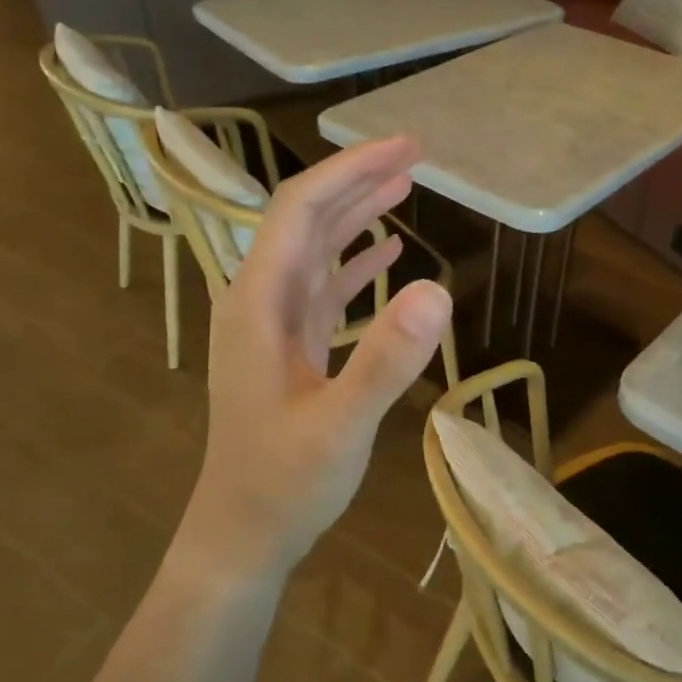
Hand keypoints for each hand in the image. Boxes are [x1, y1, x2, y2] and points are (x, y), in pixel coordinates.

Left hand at [177, 136, 452, 584]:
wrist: (244, 534)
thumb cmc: (284, 483)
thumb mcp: (340, 426)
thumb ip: (385, 360)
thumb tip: (437, 289)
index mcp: (259, 303)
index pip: (300, 210)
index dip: (350, 172)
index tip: (403, 148)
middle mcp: (261, 301)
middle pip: (307, 219)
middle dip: (357, 180)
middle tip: (414, 153)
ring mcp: (274, 325)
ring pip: (316, 250)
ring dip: (357, 215)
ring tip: (404, 185)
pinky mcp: (291, 348)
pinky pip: (325, 289)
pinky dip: (356, 263)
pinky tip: (388, 254)